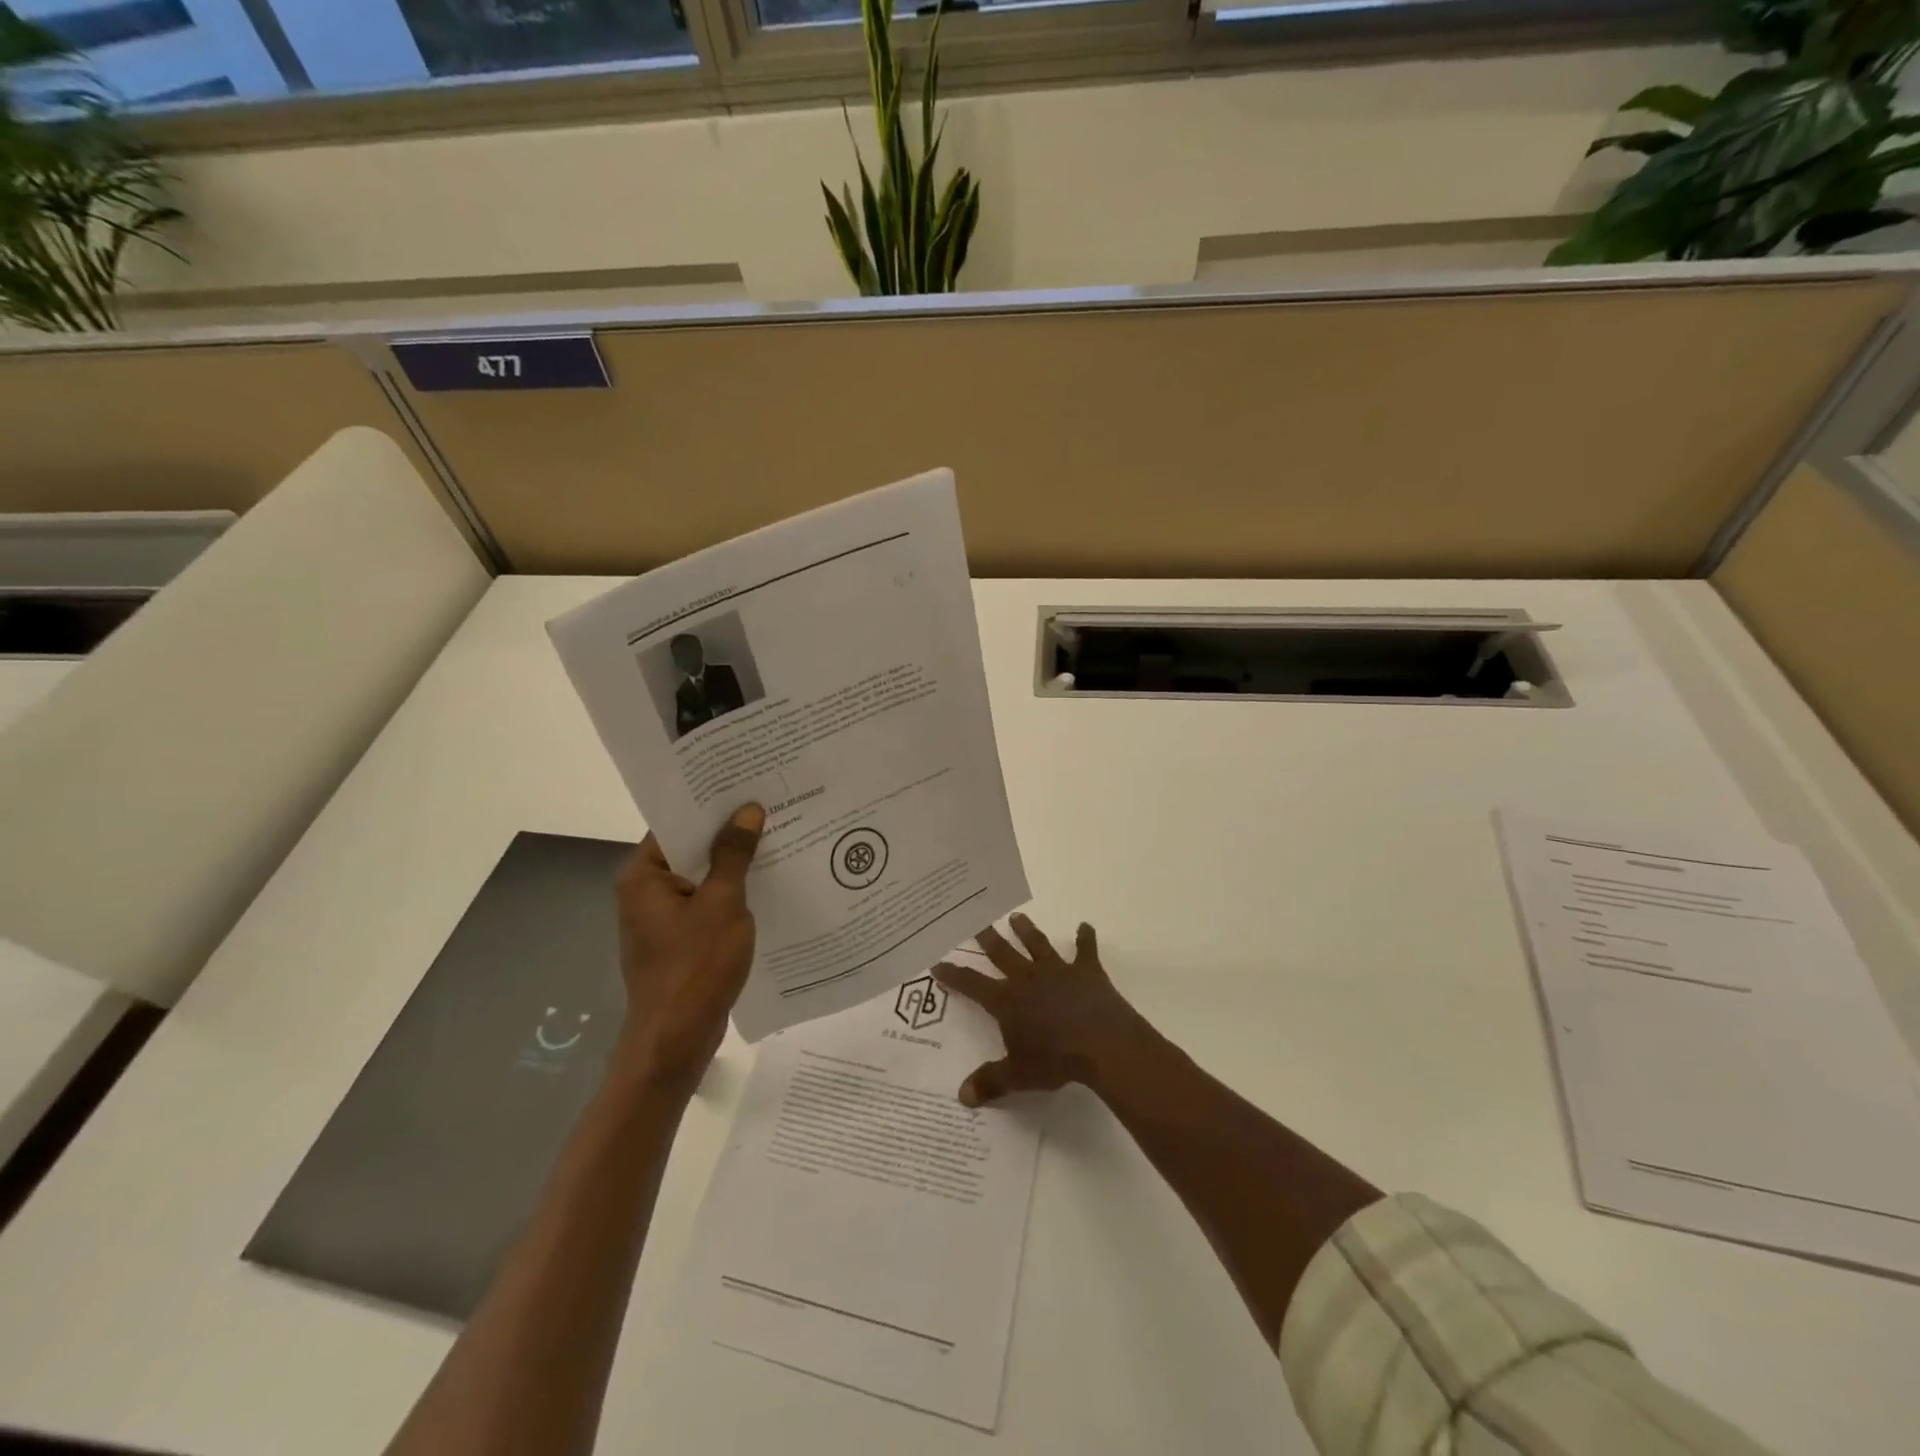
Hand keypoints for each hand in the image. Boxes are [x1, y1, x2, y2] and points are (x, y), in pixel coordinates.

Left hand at [614, 804, 764, 1092]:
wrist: (676, 1040)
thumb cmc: (695, 966)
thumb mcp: (722, 903)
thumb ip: (734, 854)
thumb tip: (748, 810)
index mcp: (644, 875)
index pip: (676, 823)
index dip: (711, 803)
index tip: (747, 784)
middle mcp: (647, 891)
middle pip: (691, 848)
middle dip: (729, 832)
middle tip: (772, 805)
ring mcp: (663, 918)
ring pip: (703, 877)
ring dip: (734, 864)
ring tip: (778, 837)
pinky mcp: (680, 940)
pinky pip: (708, 903)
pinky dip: (733, 893)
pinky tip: (768, 883)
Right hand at [932, 913, 1154, 1106]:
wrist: (1100, 1043)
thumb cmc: (1055, 1059)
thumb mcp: (1018, 1076)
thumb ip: (990, 1082)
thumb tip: (962, 1097)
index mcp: (1007, 1001)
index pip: (972, 984)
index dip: (954, 974)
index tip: (938, 962)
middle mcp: (1028, 978)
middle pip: (1002, 953)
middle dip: (988, 939)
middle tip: (977, 922)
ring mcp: (1058, 971)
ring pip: (1037, 944)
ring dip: (1027, 930)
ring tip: (1017, 916)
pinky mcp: (1087, 972)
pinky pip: (1085, 950)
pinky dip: (1085, 937)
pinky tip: (1084, 926)